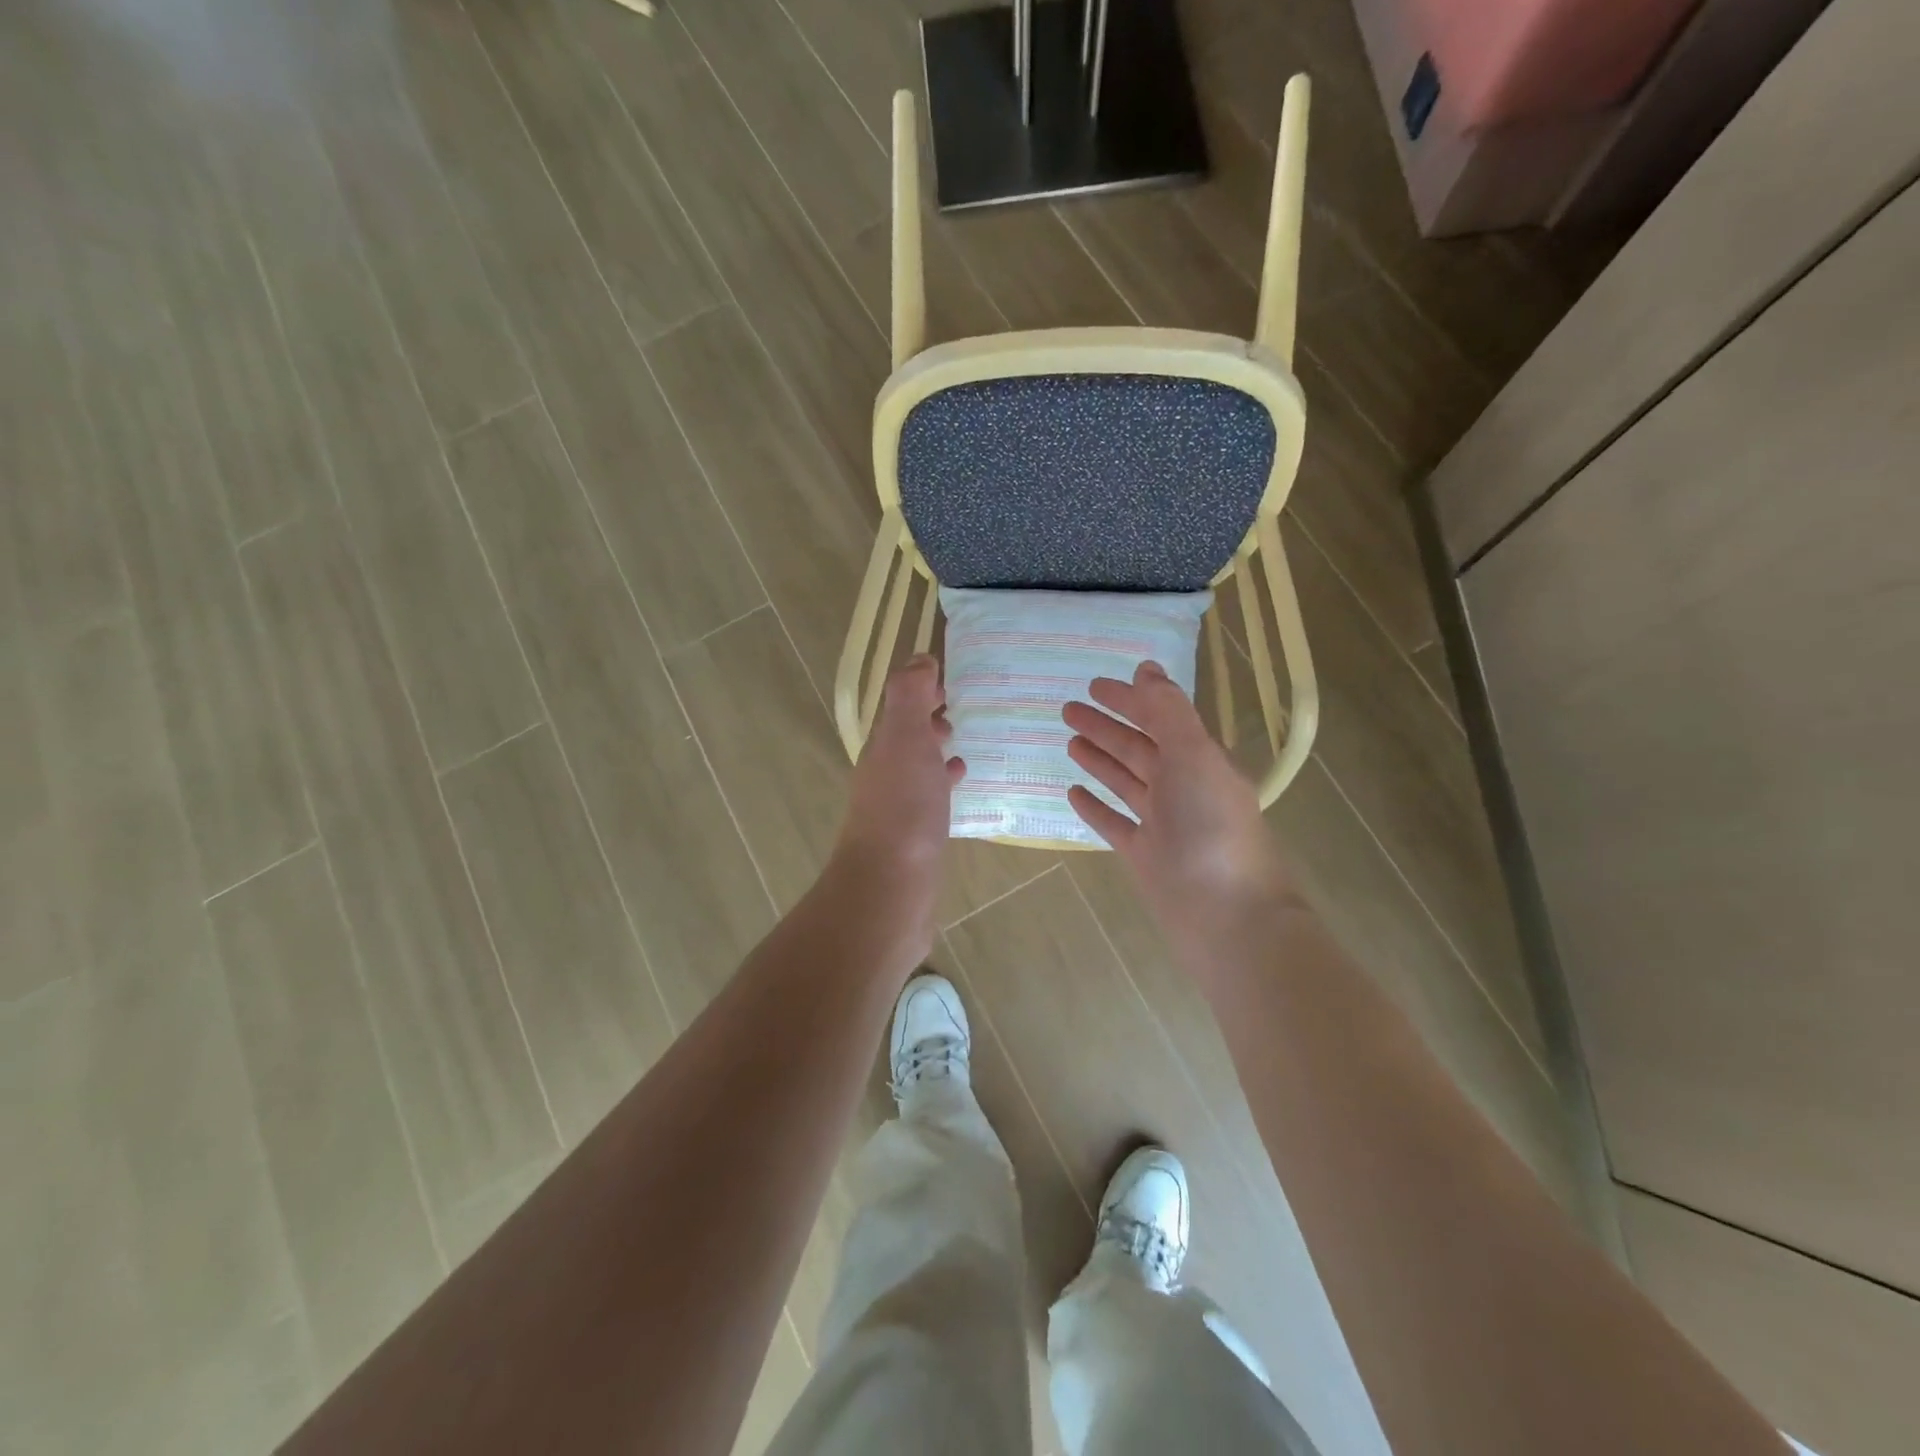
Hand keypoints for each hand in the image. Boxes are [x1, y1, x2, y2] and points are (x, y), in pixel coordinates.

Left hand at [831, 655, 964, 943]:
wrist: (891, 886)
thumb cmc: (903, 808)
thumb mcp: (906, 739)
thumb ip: (910, 696)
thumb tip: (919, 658)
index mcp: (883, 746)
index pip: (901, 706)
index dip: (923, 689)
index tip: (953, 680)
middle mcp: (884, 773)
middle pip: (907, 736)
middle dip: (930, 719)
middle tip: (964, 710)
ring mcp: (897, 807)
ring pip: (918, 766)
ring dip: (937, 751)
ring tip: (967, 745)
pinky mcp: (913, 836)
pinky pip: (929, 797)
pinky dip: (944, 783)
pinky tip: (962, 788)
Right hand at [1064, 662, 1294, 953]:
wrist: (1225, 915)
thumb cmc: (1210, 828)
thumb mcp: (1194, 756)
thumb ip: (1168, 711)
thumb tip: (1146, 668)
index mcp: (1200, 760)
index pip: (1161, 719)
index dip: (1129, 700)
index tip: (1094, 685)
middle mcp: (1183, 787)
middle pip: (1139, 748)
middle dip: (1106, 726)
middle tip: (1068, 709)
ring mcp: (1163, 823)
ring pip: (1125, 782)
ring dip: (1099, 759)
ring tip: (1069, 742)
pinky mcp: (1145, 855)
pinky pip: (1114, 822)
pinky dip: (1095, 806)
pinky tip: (1073, 792)